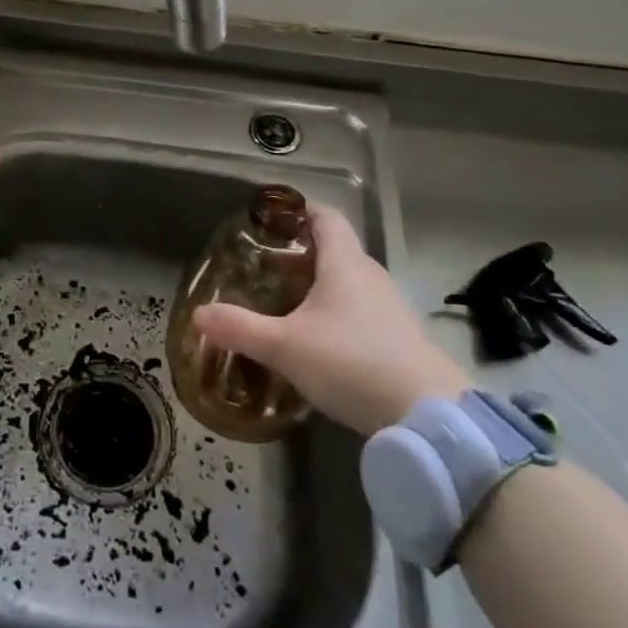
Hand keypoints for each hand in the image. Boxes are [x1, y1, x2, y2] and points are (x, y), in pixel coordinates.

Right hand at [191, 204, 470, 435]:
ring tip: (285, 302)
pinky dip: (336, 313)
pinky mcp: (400, 339)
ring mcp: (390, 308)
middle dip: (300, 252)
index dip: (299, 210)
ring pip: (348, 282)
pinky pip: (361, 311)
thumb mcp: (286, 347)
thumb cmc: (352, 363)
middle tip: (264, 266)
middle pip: (335, 249)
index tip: (271, 218)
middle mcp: (371, 276)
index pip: (325, 217)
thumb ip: (240, 329)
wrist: (429, 417)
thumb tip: (199, 315)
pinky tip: (318, 340)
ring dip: (319, 285)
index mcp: (345, 263)